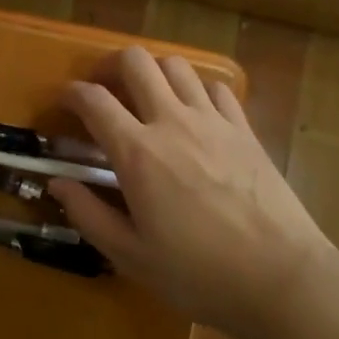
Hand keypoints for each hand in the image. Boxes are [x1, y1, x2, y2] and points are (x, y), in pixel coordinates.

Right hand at [47, 48, 338, 338]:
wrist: (280, 277)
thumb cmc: (198, 273)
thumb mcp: (131, 255)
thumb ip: (88, 214)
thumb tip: (57, 183)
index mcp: (137, 153)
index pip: (94, 100)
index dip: (71, 93)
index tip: (63, 101)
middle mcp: (172, 122)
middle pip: (136, 62)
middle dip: (110, 65)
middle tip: (104, 89)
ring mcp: (213, 121)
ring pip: (176, 66)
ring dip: (153, 72)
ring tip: (147, 97)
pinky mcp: (244, 129)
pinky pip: (216, 88)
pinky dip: (196, 89)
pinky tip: (194, 112)